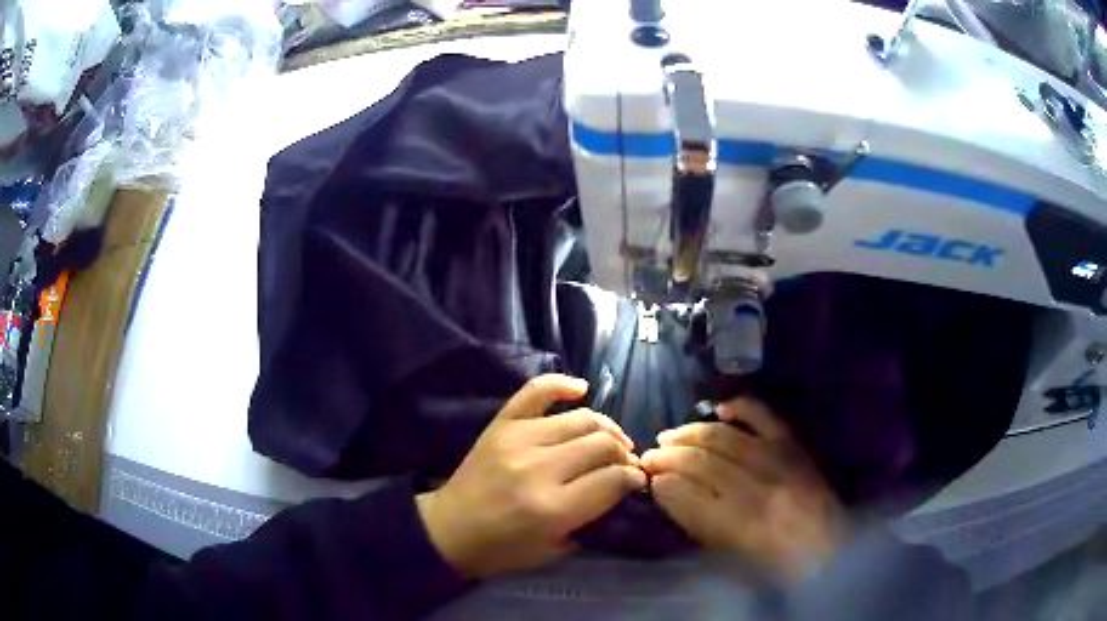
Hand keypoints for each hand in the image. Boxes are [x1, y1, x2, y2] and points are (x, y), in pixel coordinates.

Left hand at [416, 374, 646, 579]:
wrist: (449, 529)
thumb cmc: (503, 549)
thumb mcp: (554, 549)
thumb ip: (592, 518)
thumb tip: (622, 487)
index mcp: (551, 508)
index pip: (613, 480)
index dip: (633, 479)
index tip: (636, 481)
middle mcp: (538, 468)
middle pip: (602, 444)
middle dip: (624, 454)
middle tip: (625, 464)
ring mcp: (518, 439)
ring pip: (582, 418)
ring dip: (606, 428)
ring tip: (610, 442)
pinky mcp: (501, 424)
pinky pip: (536, 391)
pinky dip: (562, 384)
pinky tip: (581, 390)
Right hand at [642, 398, 850, 582]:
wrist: (828, 549)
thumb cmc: (773, 563)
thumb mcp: (728, 555)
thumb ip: (695, 521)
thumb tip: (665, 489)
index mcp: (740, 527)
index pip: (687, 493)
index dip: (661, 482)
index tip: (647, 477)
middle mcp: (758, 489)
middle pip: (702, 461)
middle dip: (668, 456)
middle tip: (649, 456)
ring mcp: (779, 462)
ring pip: (723, 437)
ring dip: (690, 432)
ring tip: (669, 435)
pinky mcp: (794, 446)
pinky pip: (764, 416)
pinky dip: (740, 407)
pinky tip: (718, 410)